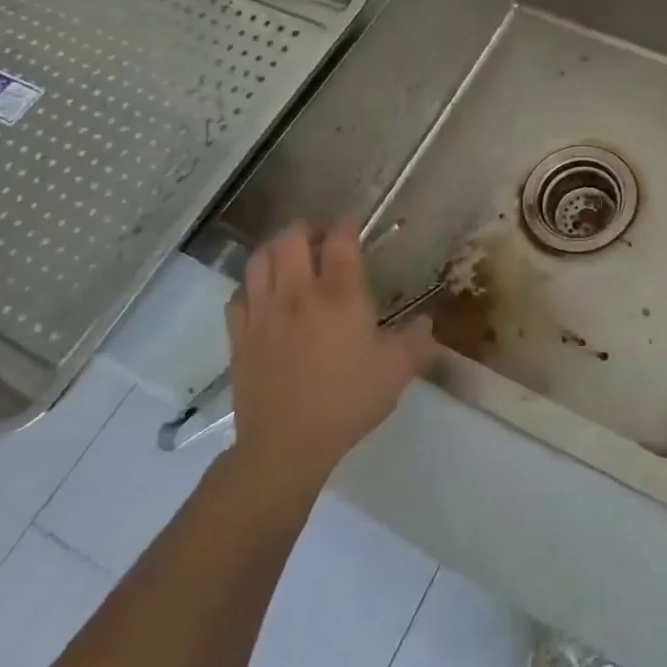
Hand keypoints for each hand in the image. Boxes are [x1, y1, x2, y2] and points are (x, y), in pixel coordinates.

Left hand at [221, 220, 437, 512]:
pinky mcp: (239, 336)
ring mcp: (263, 313)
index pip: (339, 240)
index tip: (354, 221)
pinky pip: (239, 294)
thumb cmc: (348, 400)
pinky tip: (264, 295)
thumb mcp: (398, 370)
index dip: (347, 223)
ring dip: (276, 249)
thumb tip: (427, 322)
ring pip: (259, 259)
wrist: (286, 445)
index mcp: (339, 295)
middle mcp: (298, 293)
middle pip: (291, 238)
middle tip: (322, 238)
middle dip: (307, 228)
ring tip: (291, 257)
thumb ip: (417, 340)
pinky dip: (252, 285)